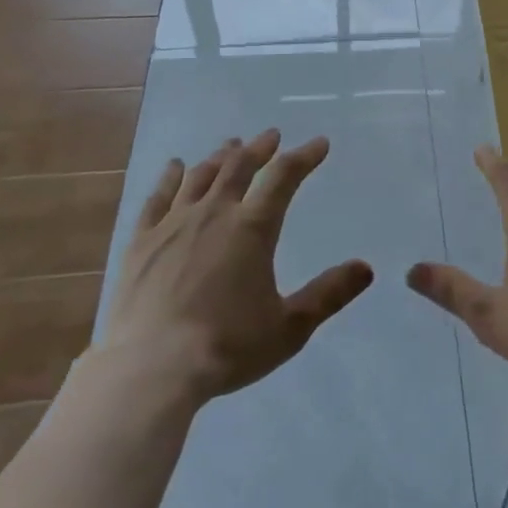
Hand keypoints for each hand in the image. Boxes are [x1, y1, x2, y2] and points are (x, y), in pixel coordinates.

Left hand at [87, 130, 373, 404]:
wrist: (151, 371)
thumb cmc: (226, 348)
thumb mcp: (289, 328)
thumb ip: (328, 294)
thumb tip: (366, 267)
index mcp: (253, 228)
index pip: (284, 177)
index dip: (304, 157)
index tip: (319, 144)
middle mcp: (214, 213)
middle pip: (240, 166)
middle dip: (259, 148)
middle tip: (271, 135)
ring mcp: (173, 224)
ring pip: (201, 176)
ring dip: (220, 157)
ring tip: (231, 145)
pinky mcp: (141, 242)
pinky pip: (157, 198)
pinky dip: (171, 178)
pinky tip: (175, 166)